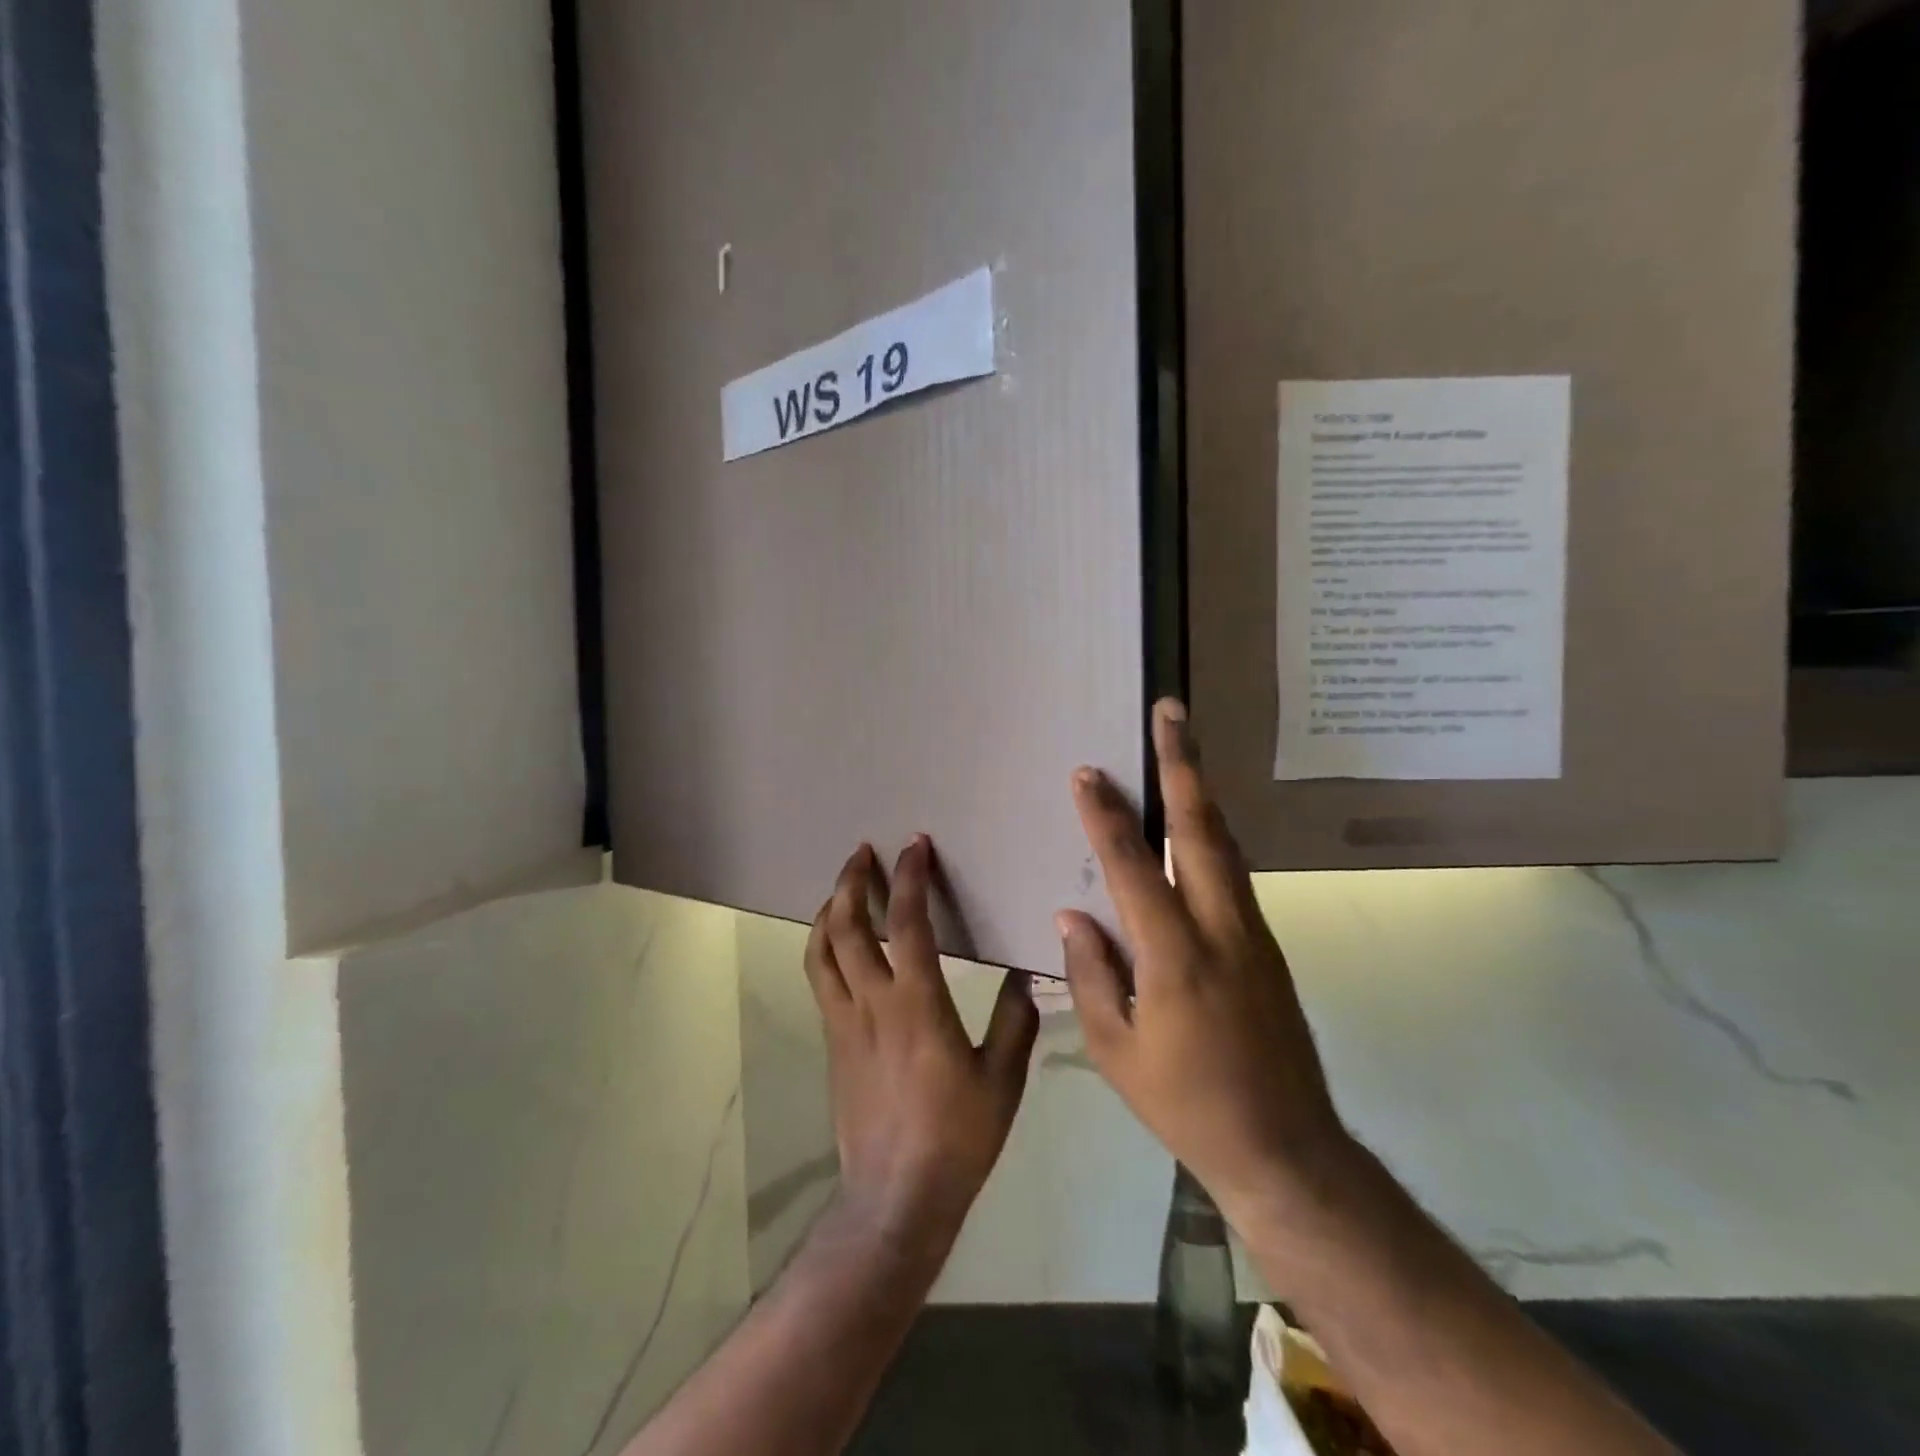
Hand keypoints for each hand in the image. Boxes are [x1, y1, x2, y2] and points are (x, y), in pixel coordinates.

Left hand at [805, 839, 1039, 1262]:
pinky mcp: (831, 1042)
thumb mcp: (1002, 1080)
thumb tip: (1023, 976)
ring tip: (843, 887)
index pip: (907, 923)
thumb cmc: (957, 1137)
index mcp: (917, 1004)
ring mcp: (843, 1022)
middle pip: (846, 926)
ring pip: (820, 950)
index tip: (914, 846)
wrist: (895, 1197)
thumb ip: (1015, 1021)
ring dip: (829, 909)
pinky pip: (820, 979)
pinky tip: (838, 944)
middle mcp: (871, 1003)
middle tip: (864, 853)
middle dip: (852, 881)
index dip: (910, 878)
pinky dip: (824, 946)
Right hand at [1057, 700, 1354, 1228]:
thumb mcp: (1115, 1051)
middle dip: (1183, 764)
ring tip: (1182, 747)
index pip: (1133, 867)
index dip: (1108, 816)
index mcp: (1175, 957)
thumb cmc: (1187, 1104)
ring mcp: (1253, 932)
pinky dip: (1211, 833)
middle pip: (1201, 829)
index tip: (1089, 773)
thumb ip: (1090, 975)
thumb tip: (1073, 915)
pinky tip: (1195, 823)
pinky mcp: (1268, 944)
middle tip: (1171, 712)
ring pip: (1225, 843)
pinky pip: (1233, 872)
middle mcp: (1221, 928)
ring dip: (1202, 790)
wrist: (1286, 1149)